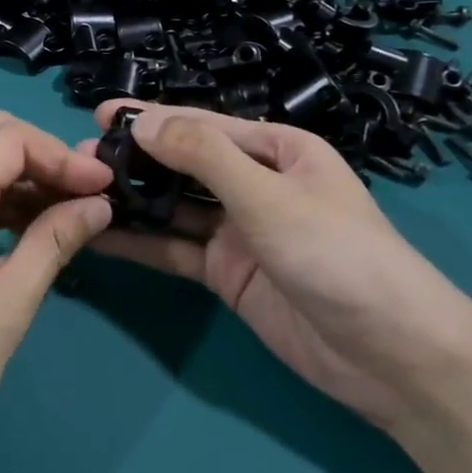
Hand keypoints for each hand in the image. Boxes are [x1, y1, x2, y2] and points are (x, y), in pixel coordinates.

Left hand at [0, 112, 114, 472]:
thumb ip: (54, 240)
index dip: (64, 155)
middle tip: (84, 196)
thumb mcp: (8, 303)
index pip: (13, 137)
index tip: (105, 189)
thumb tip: (97, 204)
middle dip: (42, 157)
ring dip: (16, 179)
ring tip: (61, 217)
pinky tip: (18, 234)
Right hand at [84, 101, 471, 430]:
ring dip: (132, 199)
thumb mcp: (269, 196)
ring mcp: (238, 231)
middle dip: (135, 159)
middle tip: (79, 160)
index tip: (99, 116)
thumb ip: (204, 157)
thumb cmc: (338, 255)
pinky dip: (140, 242)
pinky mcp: (226, 273)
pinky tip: (99, 236)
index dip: (151, 119)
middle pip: (183, 164)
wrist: (392, 356)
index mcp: (276, 151)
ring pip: (173, 207)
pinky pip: (174, 249)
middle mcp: (254, 184)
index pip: (202, 126)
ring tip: (78, 192)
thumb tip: (143, 123)